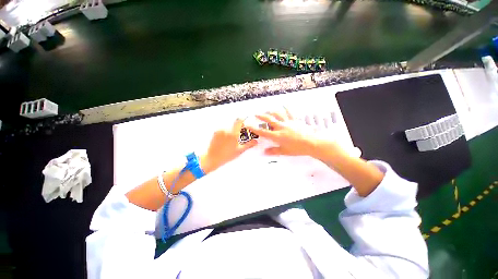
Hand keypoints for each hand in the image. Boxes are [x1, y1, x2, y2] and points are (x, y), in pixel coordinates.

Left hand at [202, 118, 256, 171]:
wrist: (212, 158)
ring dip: (232, 130)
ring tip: (231, 140)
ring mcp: (220, 130)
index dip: (243, 119)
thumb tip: (255, 142)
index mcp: (233, 134)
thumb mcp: (239, 151)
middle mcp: (226, 130)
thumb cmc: (225, 156)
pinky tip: (225, 140)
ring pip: (229, 126)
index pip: (239, 120)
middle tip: (239, 135)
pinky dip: (226, 132)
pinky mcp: (216, 132)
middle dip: (238, 128)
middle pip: (234, 124)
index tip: (245, 121)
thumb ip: (249, 145)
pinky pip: (223, 129)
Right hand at [246, 108, 339, 157]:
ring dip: (271, 112)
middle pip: (269, 120)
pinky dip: (286, 109)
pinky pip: (289, 113)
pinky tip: (284, 105)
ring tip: (267, 110)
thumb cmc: (298, 149)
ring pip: (277, 115)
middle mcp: (281, 127)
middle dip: (261, 116)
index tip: (248, 125)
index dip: (254, 128)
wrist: (312, 143)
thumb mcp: (285, 151)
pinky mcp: (295, 121)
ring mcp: (288, 123)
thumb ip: (274, 151)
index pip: (263, 132)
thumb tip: (265, 152)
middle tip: (256, 114)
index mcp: (277, 136)